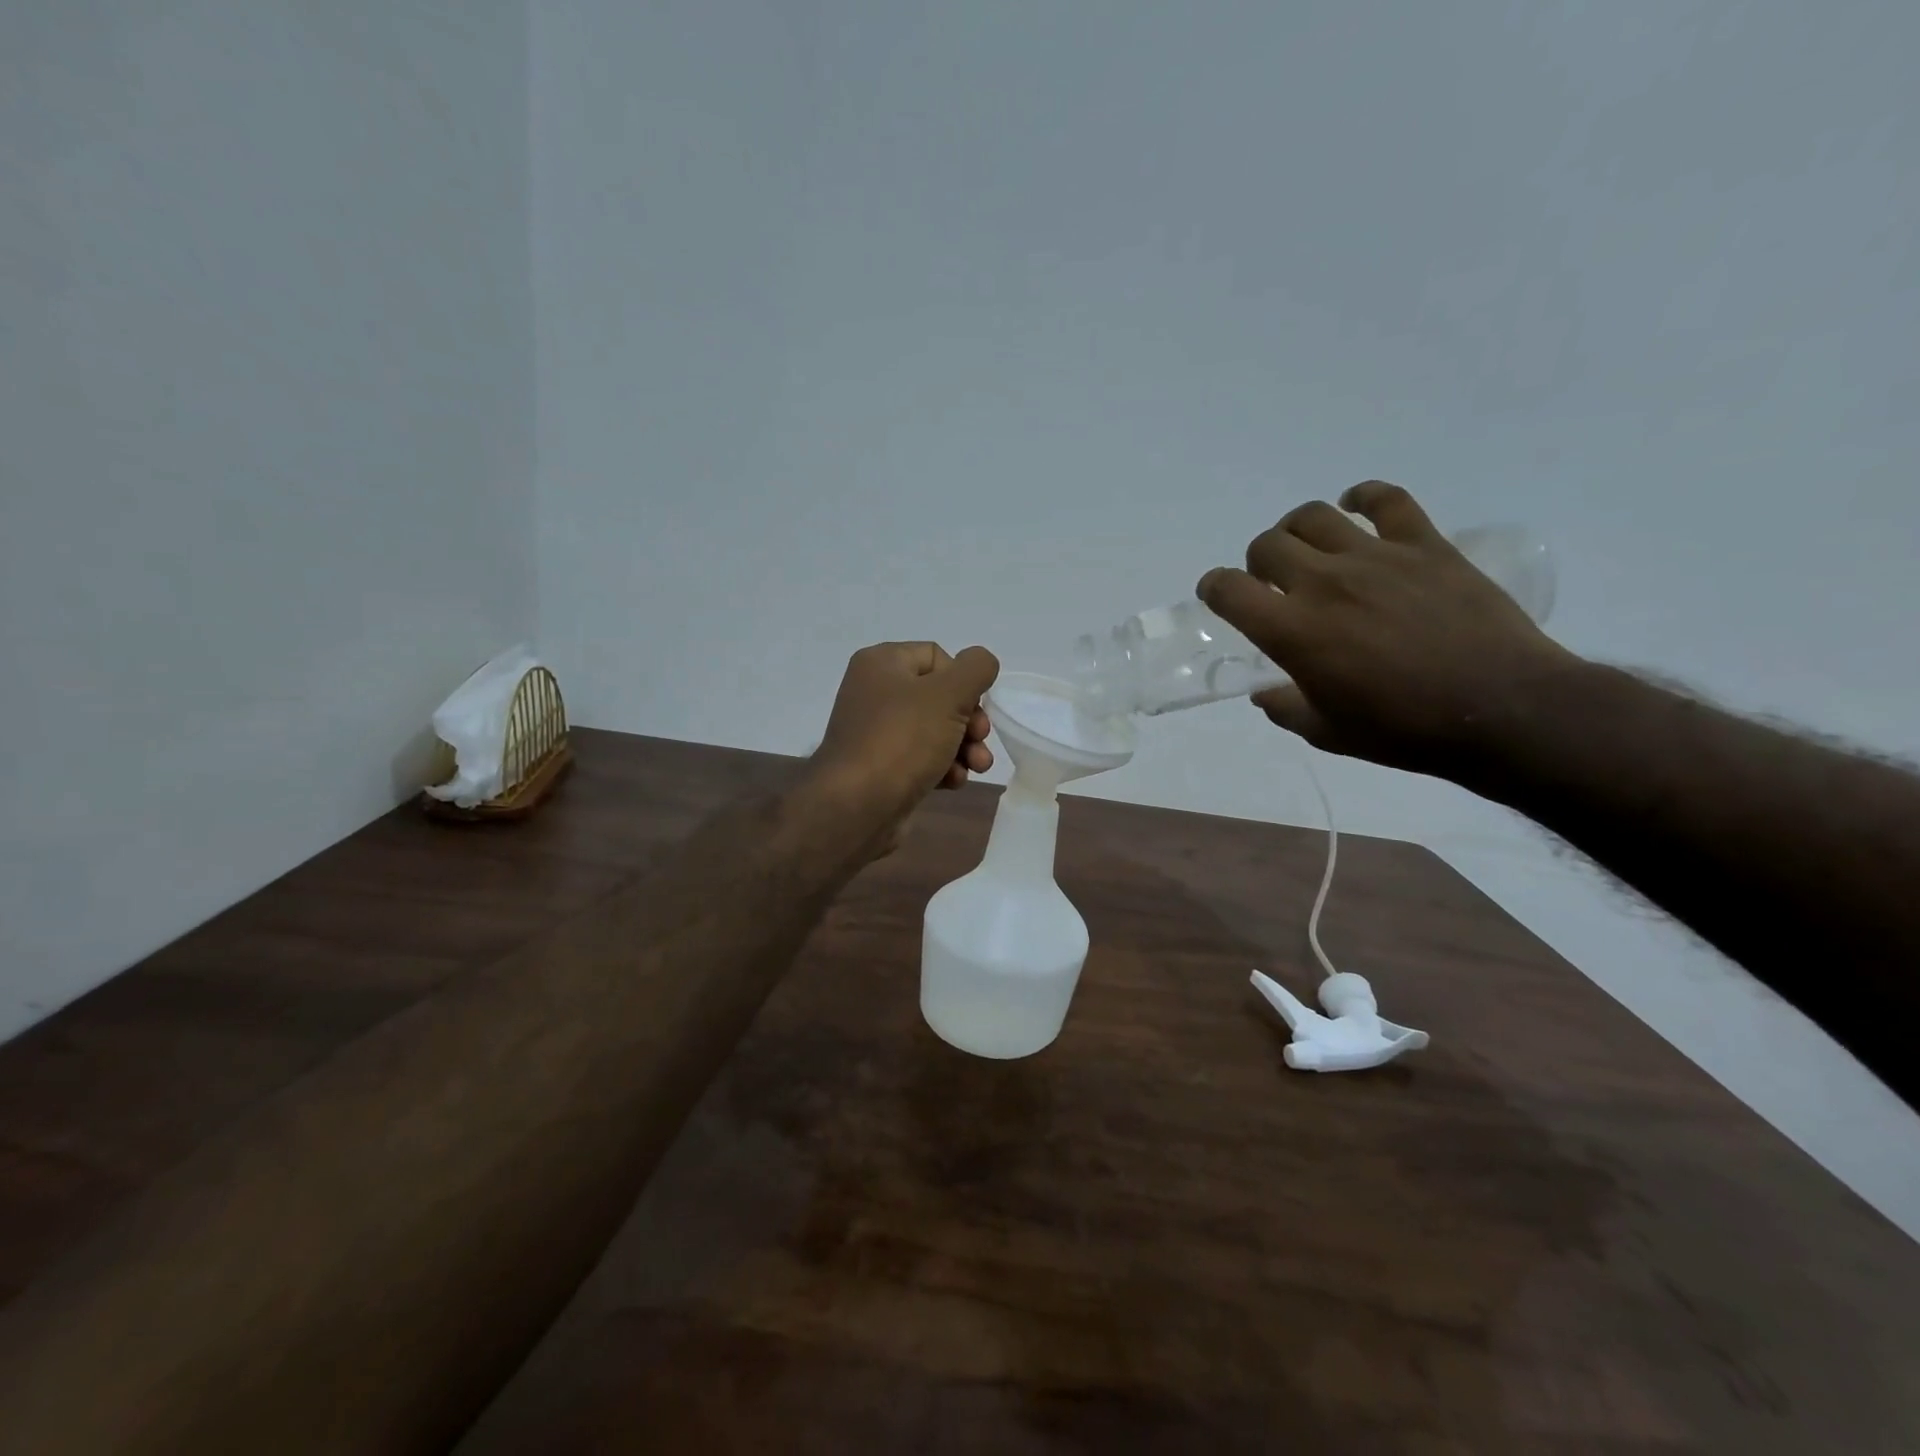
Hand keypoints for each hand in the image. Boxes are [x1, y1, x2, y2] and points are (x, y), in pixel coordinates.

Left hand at [808, 641, 999, 826]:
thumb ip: (975, 669)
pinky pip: (923, 758)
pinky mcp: (884, 767)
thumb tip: (982, 661)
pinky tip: (953, 782)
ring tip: (977, 767)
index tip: (973, 706)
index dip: (963, 681)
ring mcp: (878, 733)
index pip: (937, 656)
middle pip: (940, 696)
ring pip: (936, 730)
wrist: (857, 807)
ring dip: (964, 747)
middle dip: (969, 721)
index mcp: (882, 663)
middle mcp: (875, 693)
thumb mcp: (948, 694)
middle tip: (979, 739)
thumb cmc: (903, 740)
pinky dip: (943, 768)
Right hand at [1197, 481, 1579, 776]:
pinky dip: (1364, 497)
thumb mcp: (1327, 733)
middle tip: (1274, 582)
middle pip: (1267, 544)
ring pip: (1314, 516)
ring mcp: (1376, 557)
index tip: (1220, 597)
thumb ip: (1285, 707)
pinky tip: (1357, 508)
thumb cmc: (1404, 729)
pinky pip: (1387, 499)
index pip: (1228, 589)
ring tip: (1309, 549)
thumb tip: (1265, 692)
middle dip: (1257, 562)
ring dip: (1297, 530)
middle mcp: (1324, 583)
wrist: (1500, 709)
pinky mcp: (1424, 544)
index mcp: (1293, 631)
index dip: (1214, 588)